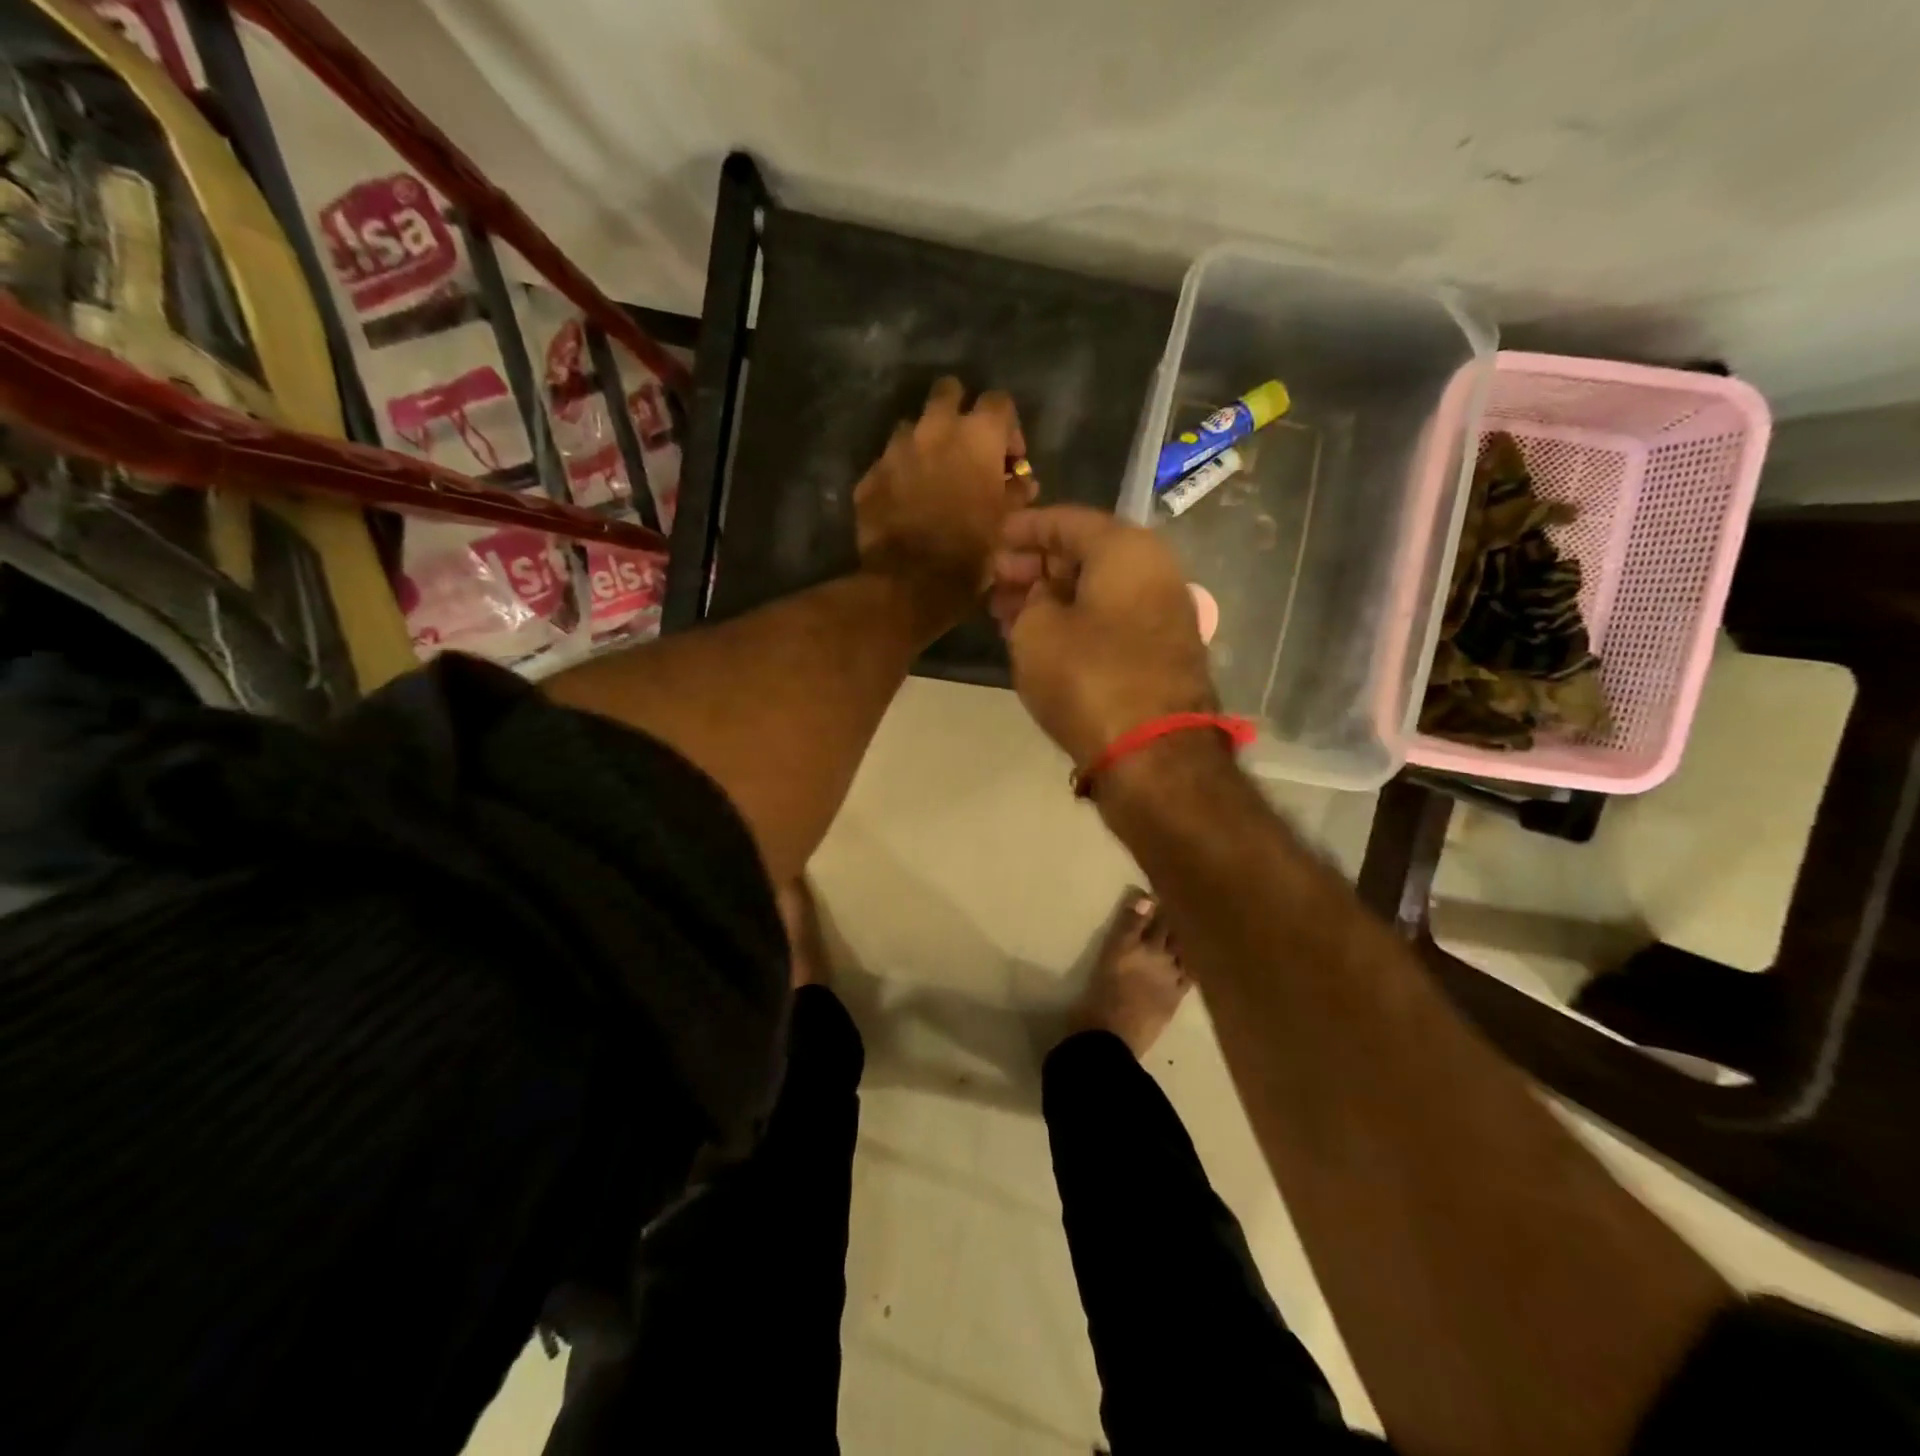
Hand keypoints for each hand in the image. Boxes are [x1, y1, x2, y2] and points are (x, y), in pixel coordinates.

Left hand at [853, 377, 1033, 630]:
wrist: (911, 582)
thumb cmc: (970, 553)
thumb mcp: (1007, 525)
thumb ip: (1016, 494)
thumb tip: (1022, 482)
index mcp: (977, 436)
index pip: (999, 401)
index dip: (1008, 427)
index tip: (1008, 459)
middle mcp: (935, 429)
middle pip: (948, 392)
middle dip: (959, 410)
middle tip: (965, 446)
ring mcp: (896, 450)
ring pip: (913, 426)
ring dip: (925, 443)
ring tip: (932, 475)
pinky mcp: (870, 476)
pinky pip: (888, 463)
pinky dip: (899, 474)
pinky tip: (905, 502)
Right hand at [991, 506, 1215, 767]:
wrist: (1154, 753)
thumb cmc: (1089, 678)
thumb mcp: (1036, 631)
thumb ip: (1029, 599)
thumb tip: (1041, 596)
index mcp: (1125, 548)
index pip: (1065, 521)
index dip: (1024, 529)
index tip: (993, 539)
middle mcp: (1153, 569)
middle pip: (1085, 554)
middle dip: (1036, 566)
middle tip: (996, 581)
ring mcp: (1163, 612)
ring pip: (1096, 590)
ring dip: (1052, 597)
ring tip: (1008, 611)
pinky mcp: (1162, 650)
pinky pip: (1110, 618)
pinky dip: (1075, 620)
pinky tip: (1041, 635)